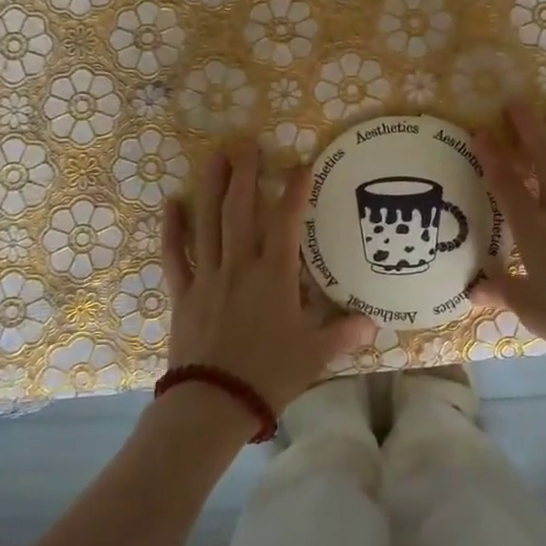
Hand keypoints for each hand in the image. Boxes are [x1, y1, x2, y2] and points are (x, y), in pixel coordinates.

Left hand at [163, 142, 373, 415]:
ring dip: (210, 187)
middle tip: (245, 143)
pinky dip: (171, 229)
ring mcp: (207, 277)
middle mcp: (239, 266)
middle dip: (244, 174)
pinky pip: (174, 256)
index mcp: (274, 276)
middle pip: (239, 210)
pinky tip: (170, 203)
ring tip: (213, 157)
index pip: (285, 222)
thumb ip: (344, 334)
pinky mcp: (183, 294)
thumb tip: (375, 324)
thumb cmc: (268, 375)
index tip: (299, 164)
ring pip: (206, 223)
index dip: (293, 190)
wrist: (214, 403)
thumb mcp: (314, 356)